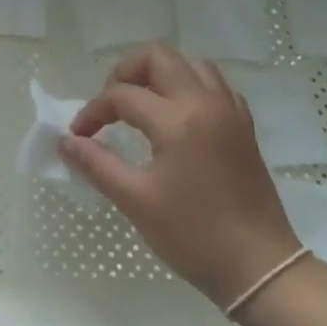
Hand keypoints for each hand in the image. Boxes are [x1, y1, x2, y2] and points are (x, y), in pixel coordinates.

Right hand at [60, 45, 301, 308]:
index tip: (79, 136)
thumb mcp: (135, 201)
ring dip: (159, 75)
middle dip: (125, 73)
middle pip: (158, 57)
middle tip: (110, 107)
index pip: (121, 95)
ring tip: (141, 106)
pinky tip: (177, 117)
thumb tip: (66, 141)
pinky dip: (189, 87)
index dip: (93, 111)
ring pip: (190, 64)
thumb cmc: (193, 236)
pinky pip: (214, 85)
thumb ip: (97, 164)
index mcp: (177, 120)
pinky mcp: (243, 126)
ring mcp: (229, 111)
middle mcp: (205, 102)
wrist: (260, 268)